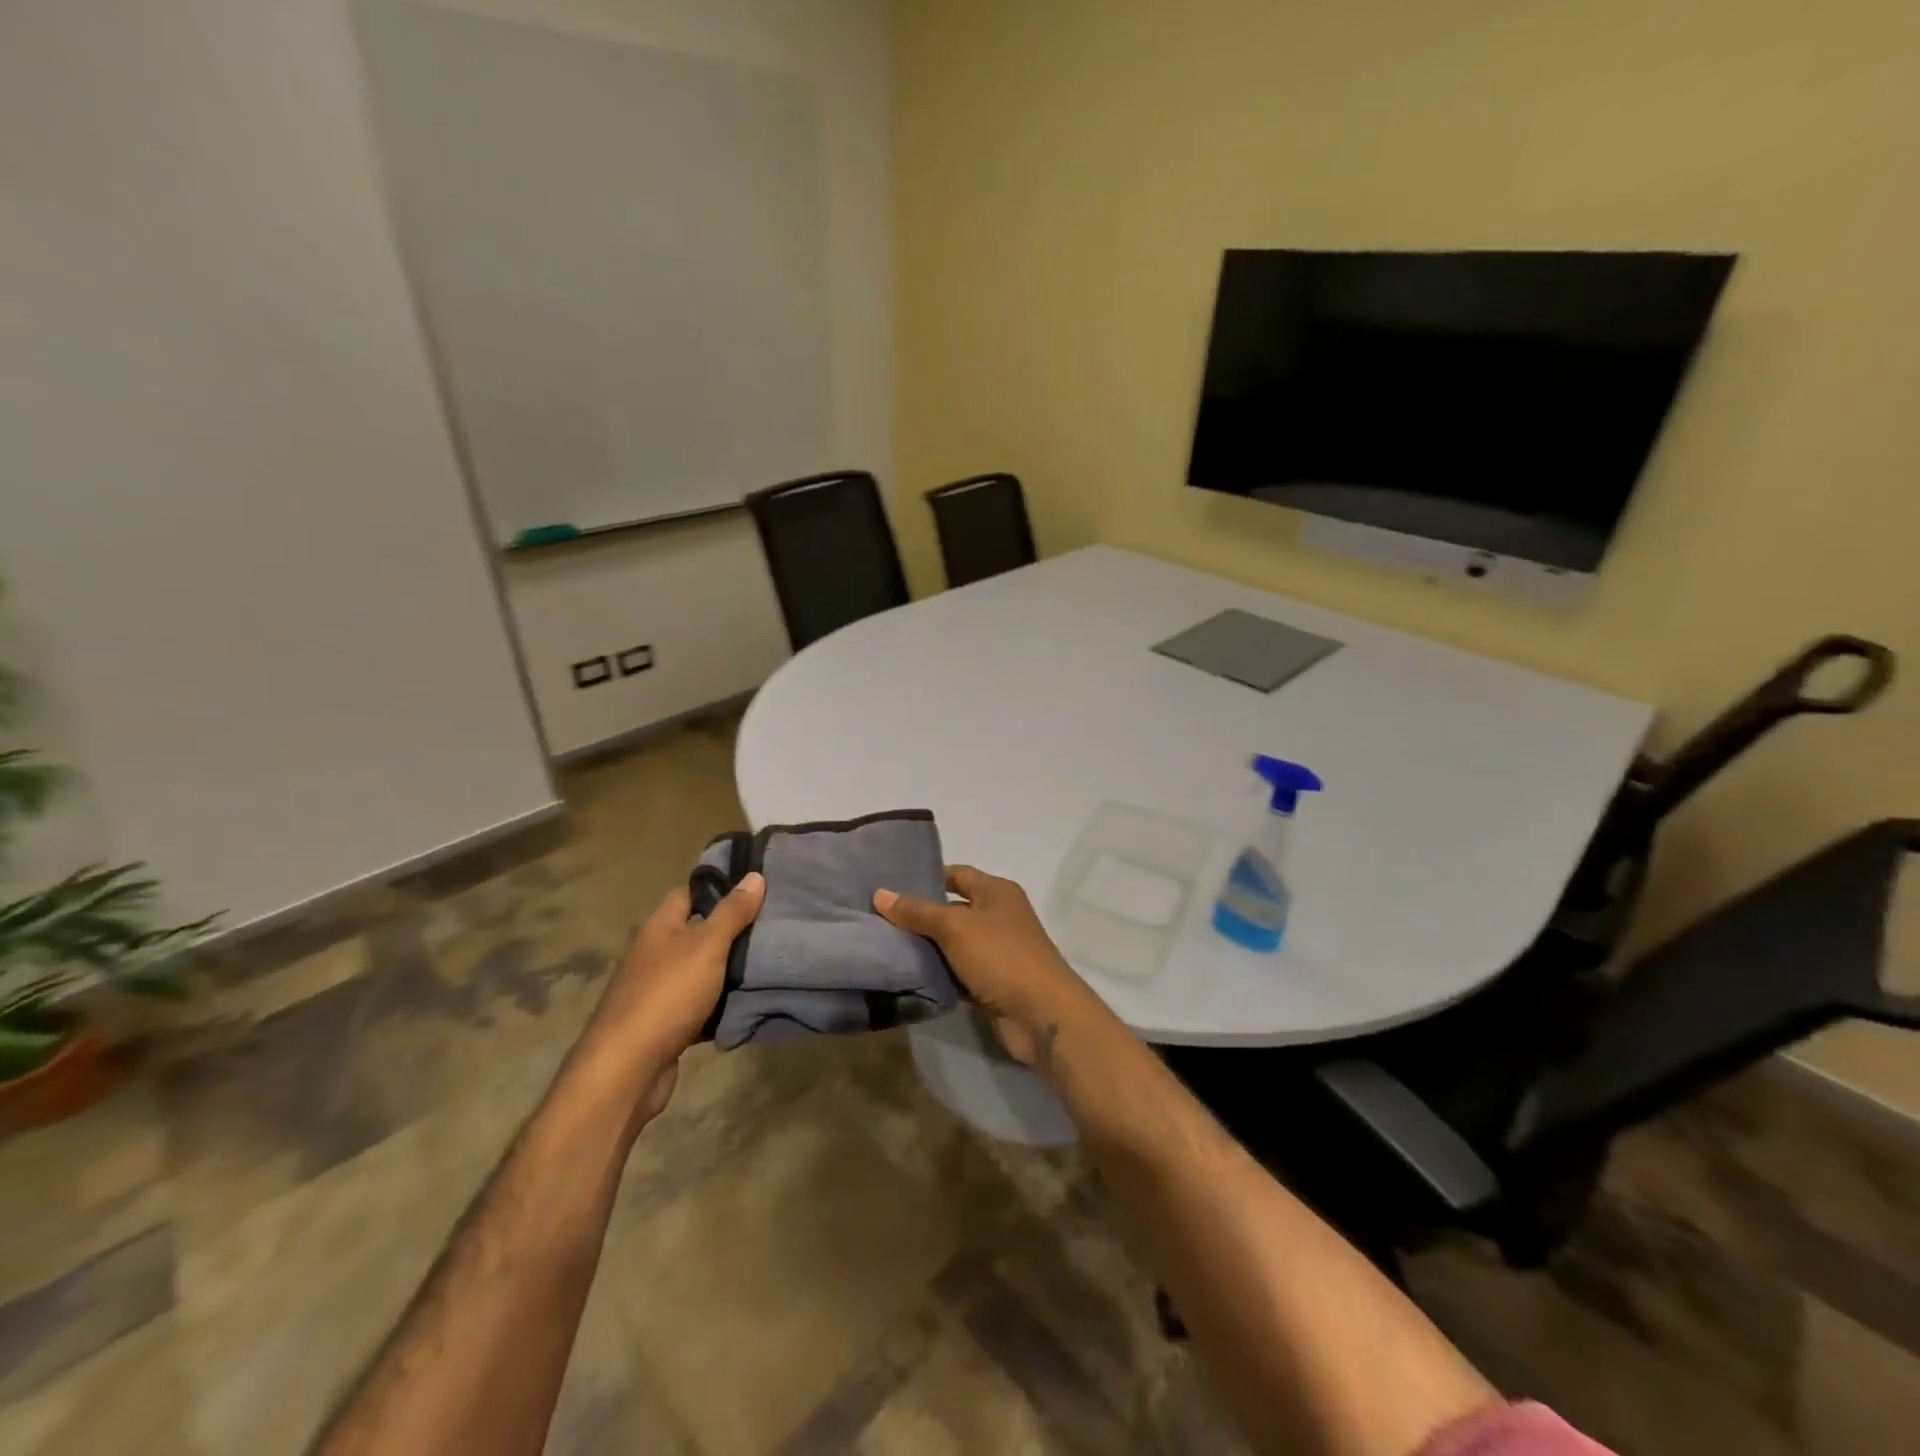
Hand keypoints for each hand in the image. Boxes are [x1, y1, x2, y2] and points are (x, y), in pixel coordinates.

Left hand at [581, 872, 763, 1122]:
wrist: (627, 1070)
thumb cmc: (667, 995)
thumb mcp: (707, 945)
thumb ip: (732, 912)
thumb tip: (754, 875)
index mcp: (659, 927)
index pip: (689, 893)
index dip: (719, 887)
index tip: (755, 887)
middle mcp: (654, 954)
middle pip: (698, 932)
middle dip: (732, 930)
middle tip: (773, 924)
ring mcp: (658, 990)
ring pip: (701, 970)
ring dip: (728, 969)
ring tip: (770, 959)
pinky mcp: (665, 1023)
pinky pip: (700, 1004)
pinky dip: (720, 1004)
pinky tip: (748, 1002)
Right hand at [873, 865, 1099, 1069]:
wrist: (1040, 1013)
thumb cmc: (1000, 955)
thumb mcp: (955, 927)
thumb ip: (917, 912)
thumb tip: (880, 894)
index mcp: (996, 892)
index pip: (957, 874)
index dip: (927, 877)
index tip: (891, 886)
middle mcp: (998, 916)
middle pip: (953, 909)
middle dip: (920, 915)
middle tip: (879, 919)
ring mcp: (996, 951)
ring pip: (953, 943)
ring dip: (926, 947)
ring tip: (885, 946)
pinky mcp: (991, 982)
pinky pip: (958, 972)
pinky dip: (938, 974)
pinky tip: (908, 976)